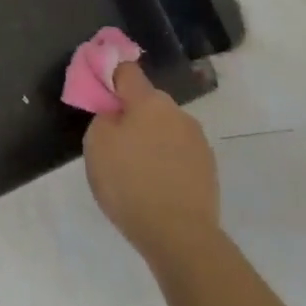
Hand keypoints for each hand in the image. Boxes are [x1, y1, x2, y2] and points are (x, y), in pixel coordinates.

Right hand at [83, 62, 221, 265]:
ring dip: (151, 139)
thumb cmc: (130, 183)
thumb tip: (116, 115)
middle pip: (148, 102)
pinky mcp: (208, 168)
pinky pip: (179, 153)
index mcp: (148, 101)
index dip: (110, 78)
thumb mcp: (96, 145)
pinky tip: (156, 186)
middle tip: (115, 143)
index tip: (100, 96)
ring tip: (136, 171)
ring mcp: (197, 141)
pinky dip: (166, 161)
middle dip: (132, 115)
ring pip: (165, 128)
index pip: (127, 71)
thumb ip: (104, 118)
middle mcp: (177, 112)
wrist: (179, 235)